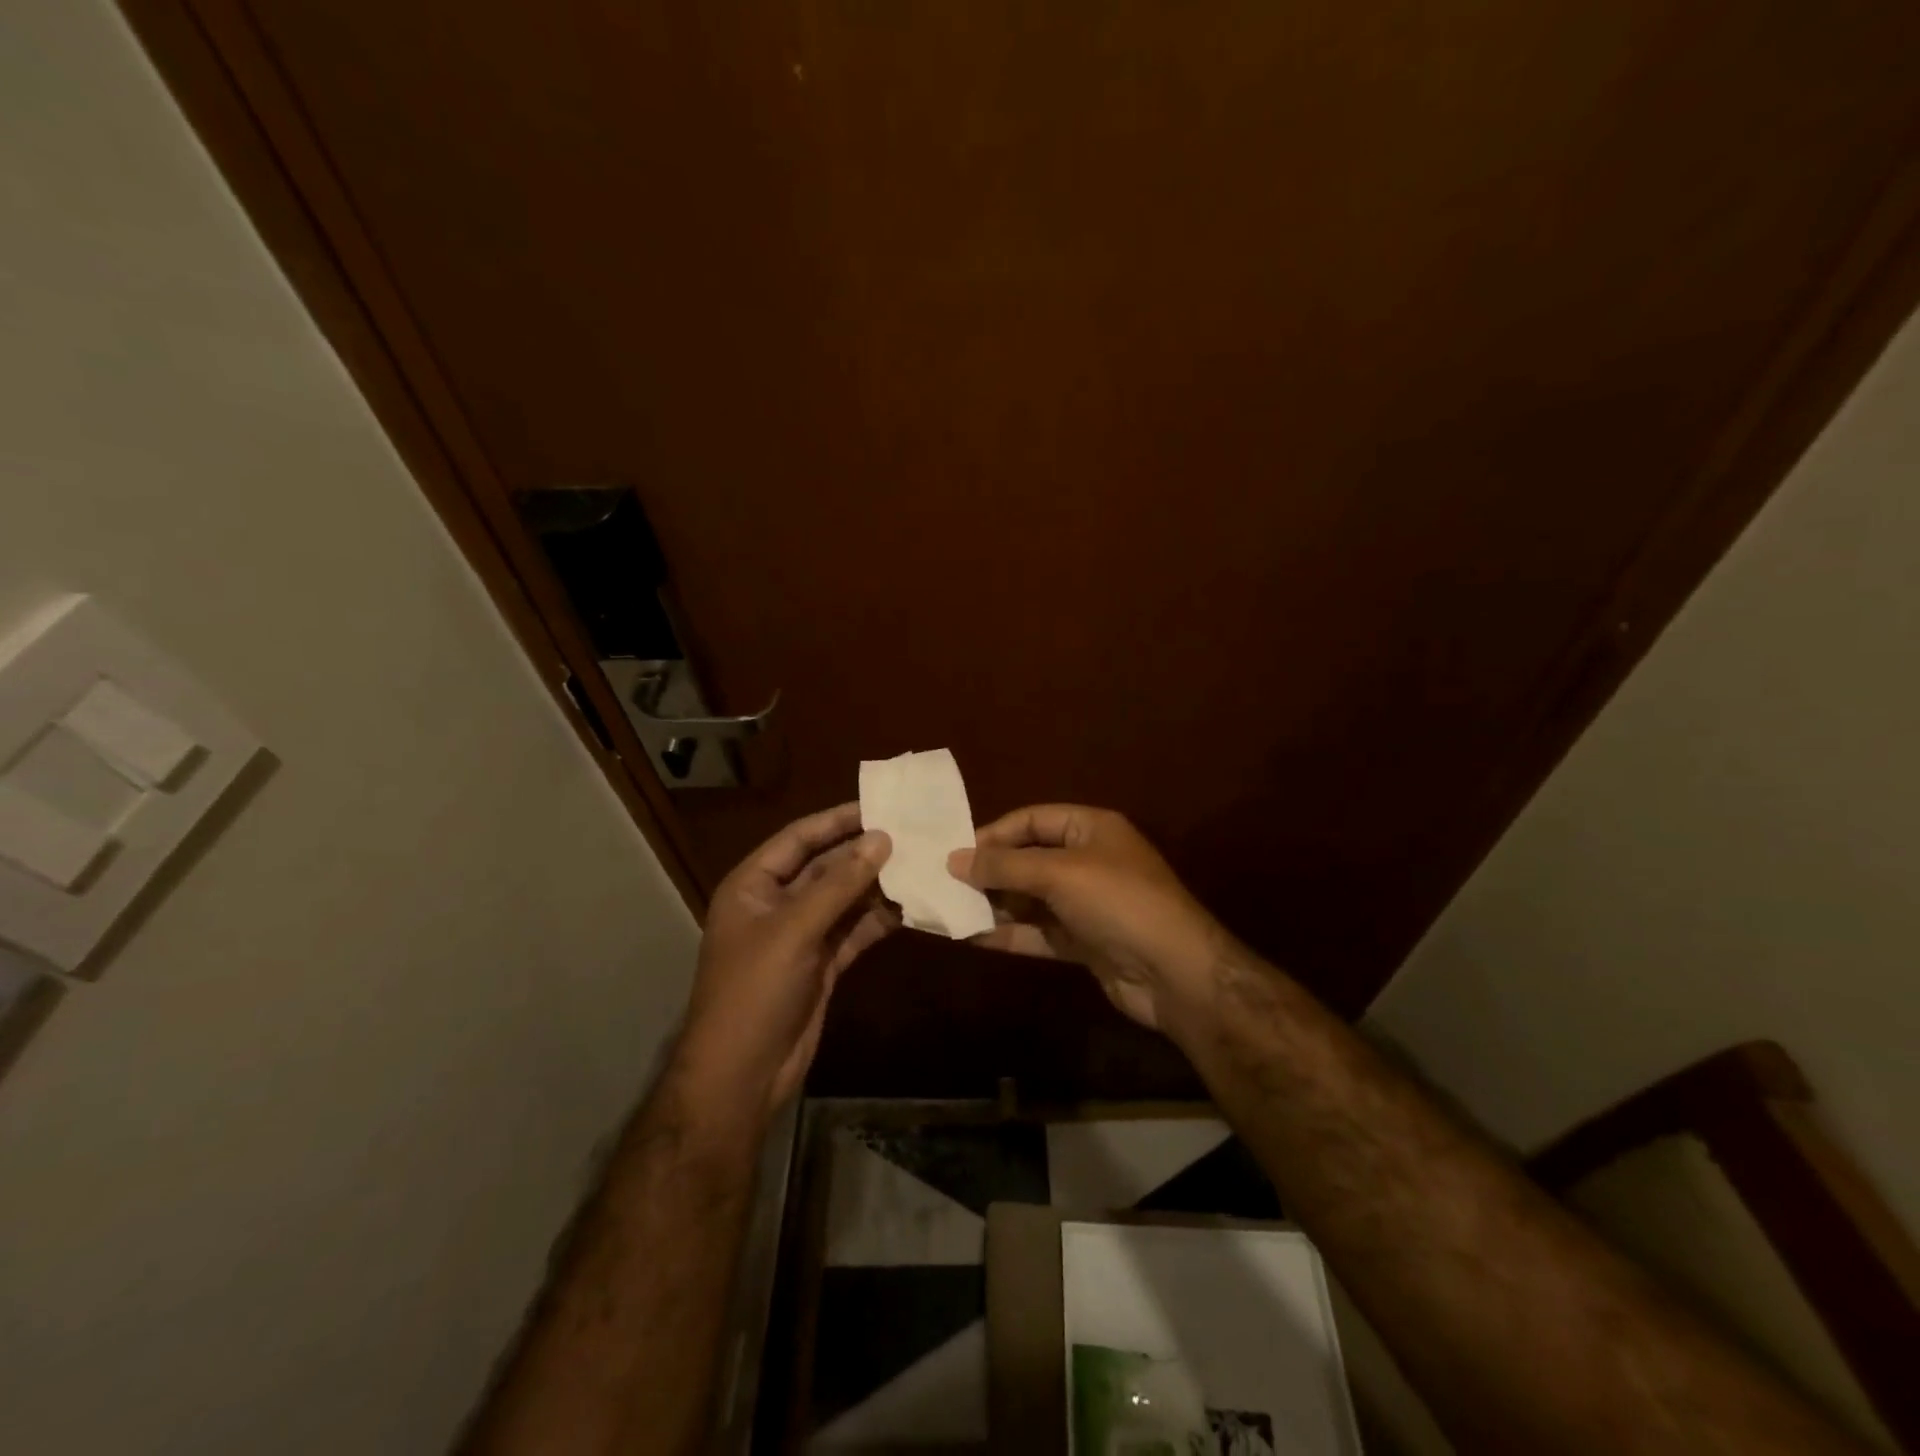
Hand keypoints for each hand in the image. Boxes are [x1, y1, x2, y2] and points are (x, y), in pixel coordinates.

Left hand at [676, 804, 894, 1115]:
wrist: (742, 1075)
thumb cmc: (754, 990)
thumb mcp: (794, 929)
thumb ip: (839, 884)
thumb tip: (881, 838)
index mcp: (754, 885)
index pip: (799, 839)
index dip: (836, 821)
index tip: (879, 805)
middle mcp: (777, 904)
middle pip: (826, 868)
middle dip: (864, 854)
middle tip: (912, 834)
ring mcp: (801, 936)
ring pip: (844, 900)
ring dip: (877, 886)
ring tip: (921, 865)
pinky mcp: (822, 964)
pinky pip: (854, 931)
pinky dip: (879, 920)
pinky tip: (911, 907)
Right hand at [947, 805, 1225, 1031]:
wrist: (1175, 973)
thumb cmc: (1118, 902)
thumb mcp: (1059, 873)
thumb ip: (1005, 866)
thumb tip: (954, 859)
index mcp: (1092, 828)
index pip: (1034, 819)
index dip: (995, 832)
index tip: (956, 851)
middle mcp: (1089, 861)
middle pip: (1030, 858)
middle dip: (991, 871)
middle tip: (946, 883)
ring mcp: (1087, 904)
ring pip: (1031, 898)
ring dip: (995, 904)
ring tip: (950, 910)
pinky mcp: (1084, 942)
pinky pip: (1040, 932)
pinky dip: (1010, 934)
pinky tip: (973, 938)